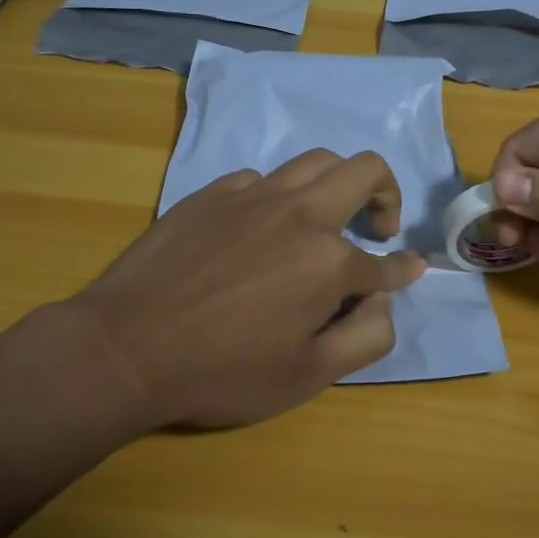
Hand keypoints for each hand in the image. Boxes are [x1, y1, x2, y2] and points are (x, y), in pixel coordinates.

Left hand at [73, 150, 426, 428]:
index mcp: (329, 260)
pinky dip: (278, 197)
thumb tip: (388, 297)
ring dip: (336, 184)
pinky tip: (259, 228)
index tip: (412, 267)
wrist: (126, 348)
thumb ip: (367, 336)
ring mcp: (253, 195)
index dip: (404, 269)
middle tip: (376, 228)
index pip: (386, 261)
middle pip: (364, 169)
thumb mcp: (308, 376)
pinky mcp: (212, 192)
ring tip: (324, 219)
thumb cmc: (223, 372)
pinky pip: (261, 178)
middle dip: (386, 193)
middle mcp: (299, 213)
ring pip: (314, 161)